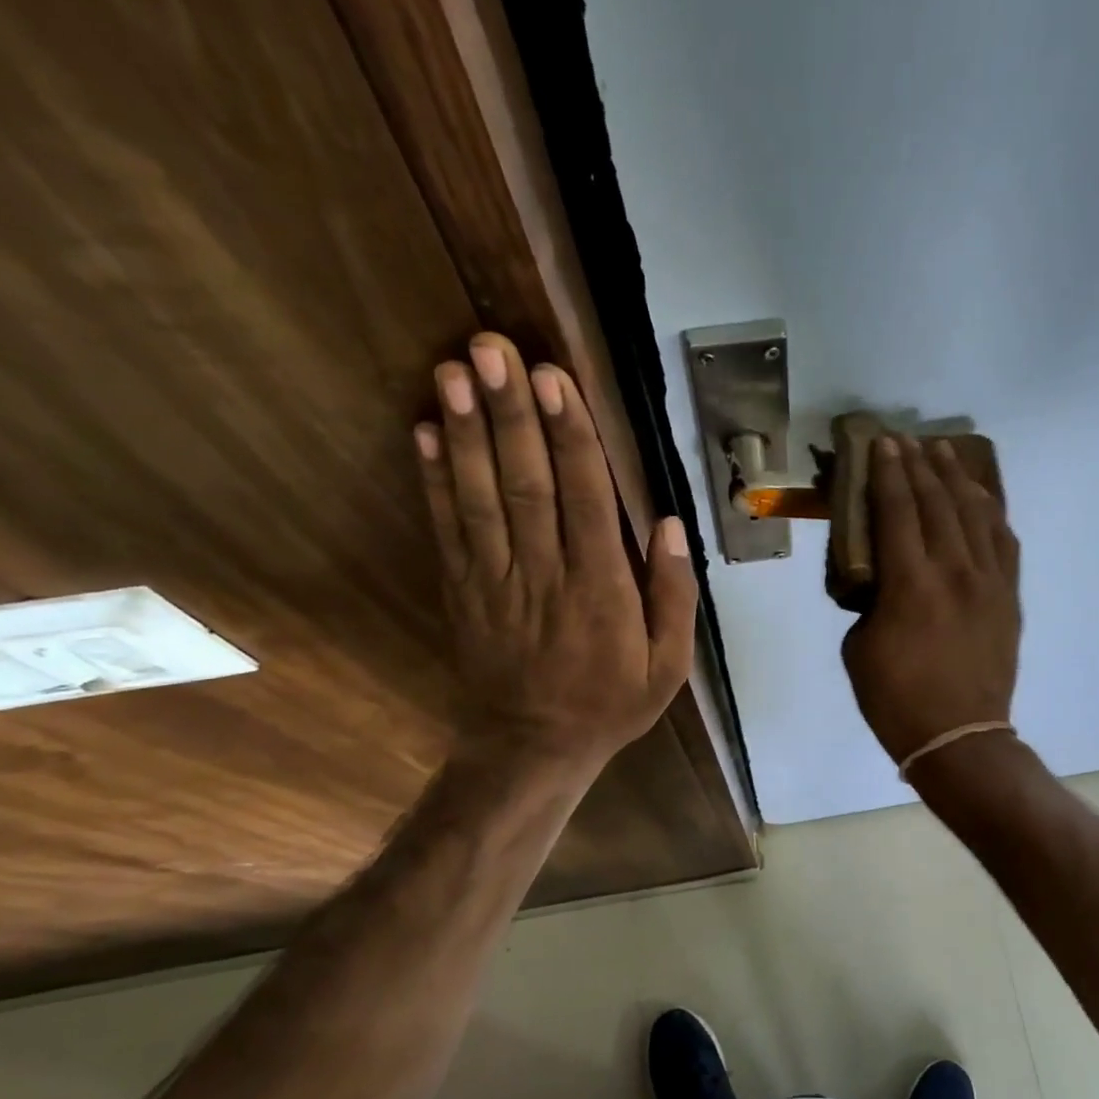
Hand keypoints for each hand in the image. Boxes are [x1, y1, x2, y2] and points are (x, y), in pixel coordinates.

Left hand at [415, 333, 696, 772]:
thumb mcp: (668, 666)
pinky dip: (433, 480)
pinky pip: (447, 530)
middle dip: (510, 414)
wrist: (532, 749)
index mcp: (601, 590)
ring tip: (452, 371)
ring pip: (480, 498)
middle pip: (525, 484)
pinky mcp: (462, 591)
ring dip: (465, 432)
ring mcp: (495, 581)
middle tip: (492, 349)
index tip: (554, 380)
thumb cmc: (610, 704)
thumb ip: (674, 596)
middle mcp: (544, 574)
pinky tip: (423, 432)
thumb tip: (672, 525)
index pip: (584, 500)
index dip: (569, 437)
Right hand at [842, 436, 1020, 765]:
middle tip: (907, 440)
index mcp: (910, 584)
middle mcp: (953, 571)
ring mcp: (988, 582)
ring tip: (944, 453)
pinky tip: (981, 498)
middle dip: (919, 466)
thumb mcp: (859, 647)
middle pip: (937, 503)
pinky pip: (1004, 543)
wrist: (959, 737)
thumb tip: (883, 578)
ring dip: (956, 479)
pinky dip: (991, 513)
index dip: (888, 474)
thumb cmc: (895, 699)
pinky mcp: (1009, 597)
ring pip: (975, 514)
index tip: (882, 444)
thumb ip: (870, 601)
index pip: (897, 511)